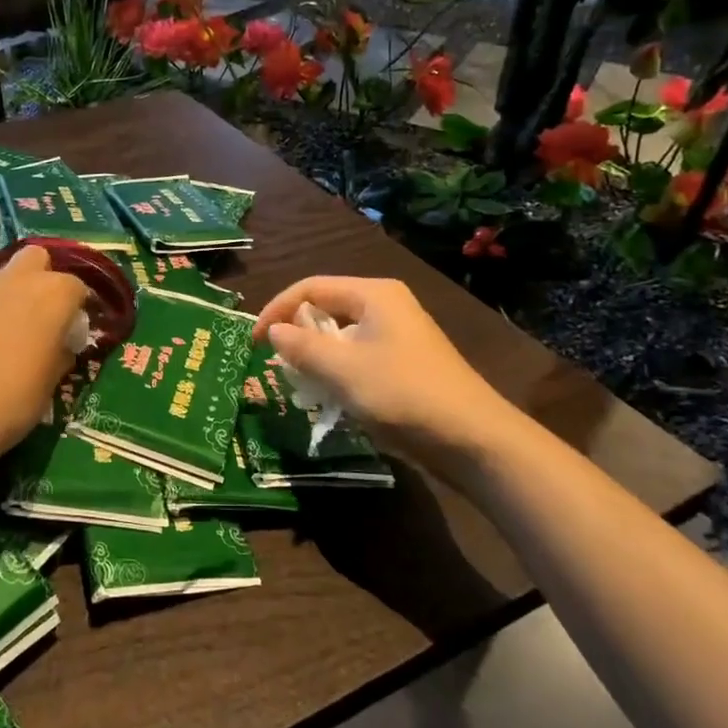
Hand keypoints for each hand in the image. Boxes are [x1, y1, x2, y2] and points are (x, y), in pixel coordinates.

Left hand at [0, 244, 88, 458]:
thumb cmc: (13, 399)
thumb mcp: (51, 383)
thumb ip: (59, 354)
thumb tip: (58, 346)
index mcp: (52, 295)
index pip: (76, 287)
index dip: (74, 310)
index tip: (69, 334)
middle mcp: (15, 280)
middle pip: (35, 258)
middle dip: (39, 278)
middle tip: (36, 316)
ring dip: (3, 297)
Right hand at [254, 276, 518, 466]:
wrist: (474, 439)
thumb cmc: (404, 394)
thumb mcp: (343, 370)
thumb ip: (302, 347)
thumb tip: (273, 331)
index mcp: (373, 294)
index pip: (310, 288)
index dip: (277, 309)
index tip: (253, 342)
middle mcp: (385, 306)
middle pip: (326, 309)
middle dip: (296, 335)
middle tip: (274, 364)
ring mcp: (398, 336)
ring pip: (340, 337)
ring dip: (315, 357)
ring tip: (298, 384)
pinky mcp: (404, 364)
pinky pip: (357, 357)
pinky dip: (337, 372)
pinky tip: (329, 398)